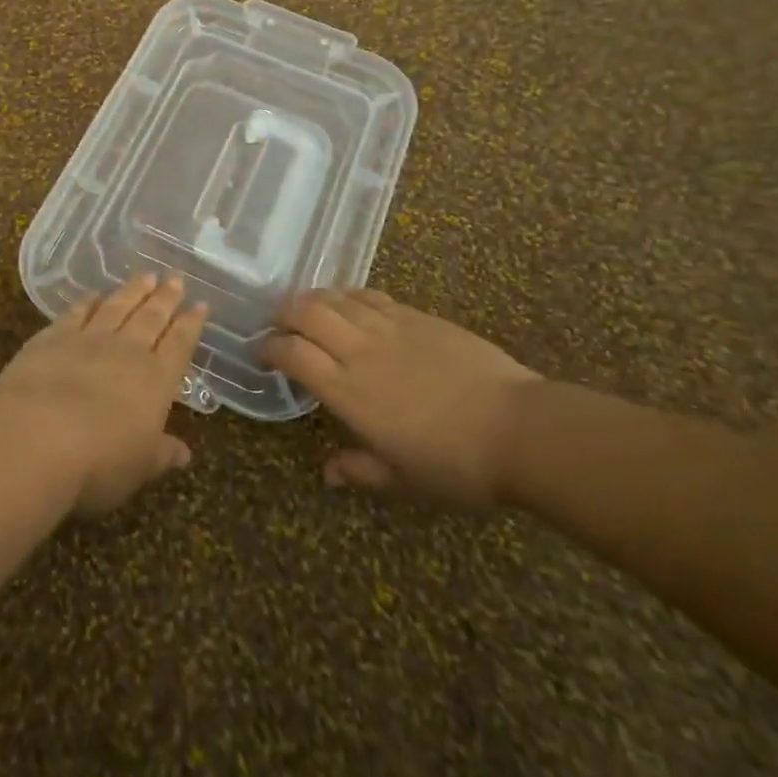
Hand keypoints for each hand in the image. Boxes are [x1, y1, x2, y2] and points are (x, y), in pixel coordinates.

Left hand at [0, 273, 207, 516]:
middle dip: (166, 298)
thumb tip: (185, 454)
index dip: (191, 324)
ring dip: (133, 291)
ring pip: (117, 307)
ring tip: (146, 275)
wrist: (37, 438)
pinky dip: (87, 302)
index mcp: (156, 379)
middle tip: (176, 278)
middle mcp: (127, 351)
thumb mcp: (139, 467)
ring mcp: (88, 339)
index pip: (180, 344)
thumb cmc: (99, 462)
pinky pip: (76, 314)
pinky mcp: (52, 338)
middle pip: (151, 317)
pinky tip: (94, 294)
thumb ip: (162, 454)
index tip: (201, 304)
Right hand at [259, 290, 541, 508]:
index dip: (270, 348)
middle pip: (307, 312)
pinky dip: (350, 296)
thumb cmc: (455, 465)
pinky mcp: (417, 315)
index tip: (261, 353)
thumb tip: (327, 473)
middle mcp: (360, 350)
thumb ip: (359, 471)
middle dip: (284, 313)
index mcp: (348, 391)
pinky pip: (372, 296)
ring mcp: (390, 327)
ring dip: (314, 298)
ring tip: (308, 308)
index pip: (293, 354)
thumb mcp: (402, 481)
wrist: (516, 428)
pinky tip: (350, 303)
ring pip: (337, 297)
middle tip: (278, 324)